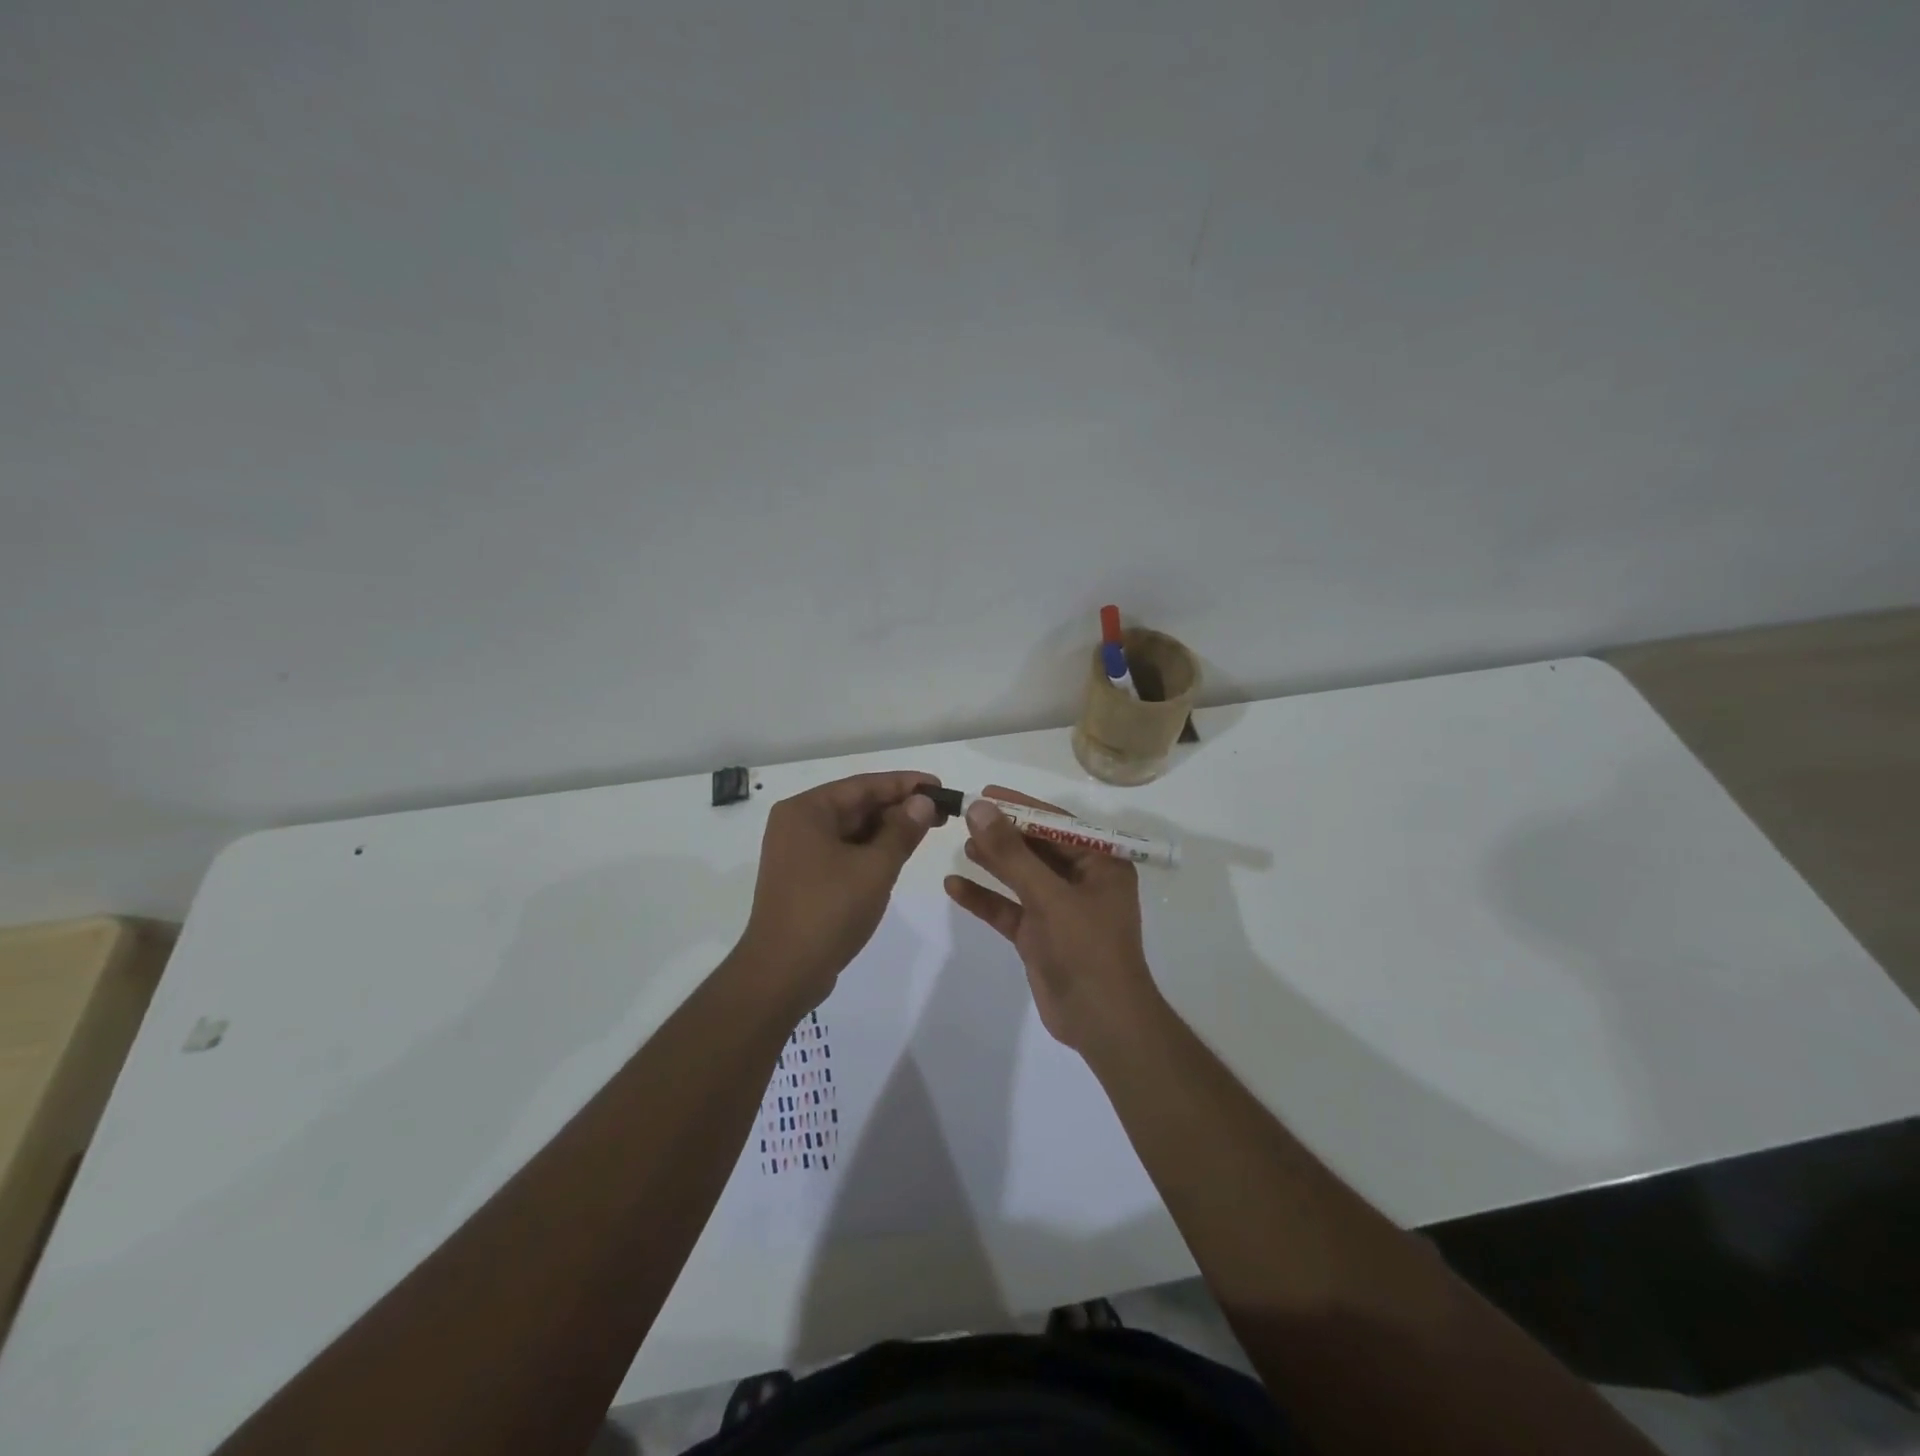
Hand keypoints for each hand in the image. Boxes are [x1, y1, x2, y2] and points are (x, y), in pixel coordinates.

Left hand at [736, 770, 942, 1012]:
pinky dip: (870, 849)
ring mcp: (797, 852)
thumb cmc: (829, 910)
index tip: (939, 786)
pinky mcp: (803, 877)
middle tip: (941, 811)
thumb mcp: (875, 867)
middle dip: (898, 807)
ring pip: (850, 829)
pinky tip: (897, 853)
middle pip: (856, 805)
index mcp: (806, 811)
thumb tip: (923, 802)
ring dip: (887, 829)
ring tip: (927, 829)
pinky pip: (842, 851)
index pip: (863, 785)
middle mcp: (797, 824)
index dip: (905, 784)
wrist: (784, 972)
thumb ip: (902, 830)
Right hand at [944, 785, 1162, 1053]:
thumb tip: (980, 808)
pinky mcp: (1039, 935)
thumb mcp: (1048, 896)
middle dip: (1003, 833)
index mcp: (1101, 864)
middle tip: (966, 816)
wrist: (1101, 1022)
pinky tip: (954, 887)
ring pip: (1021, 877)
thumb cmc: (1086, 950)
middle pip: (1036, 847)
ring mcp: (1059, 910)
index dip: (1021, 807)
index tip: (985, 793)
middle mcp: (1082, 881)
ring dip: (994, 862)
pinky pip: (1009, 909)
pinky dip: (985, 898)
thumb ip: (1012, 853)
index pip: (1057, 824)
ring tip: (962, 845)